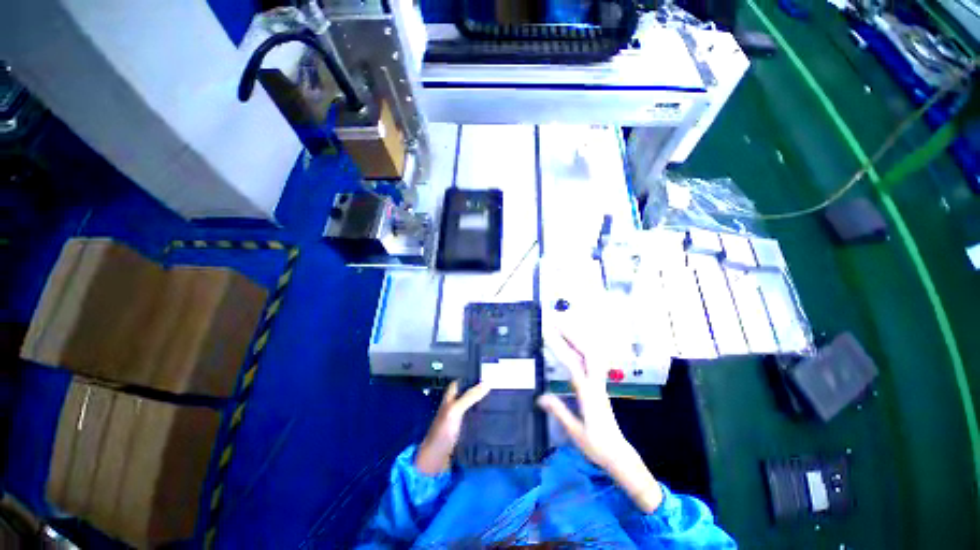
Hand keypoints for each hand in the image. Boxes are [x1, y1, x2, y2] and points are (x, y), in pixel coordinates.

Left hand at [415, 381, 490, 474]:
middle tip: (499, 387)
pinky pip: (476, 420)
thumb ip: (470, 397)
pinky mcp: (464, 432)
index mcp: (450, 397)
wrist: (435, 462)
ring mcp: (460, 419)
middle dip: (481, 390)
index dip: (473, 377)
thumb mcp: (455, 411)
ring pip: (474, 406)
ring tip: (501, 399)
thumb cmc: (443, 432)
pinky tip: (495, 417)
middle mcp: (455, 406)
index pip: (462, 381)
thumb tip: (488, 383)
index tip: (489, 373)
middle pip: (469, 393)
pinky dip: (484, 417)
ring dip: (484, 403)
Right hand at [538, 334, 663, 512]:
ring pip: (591, 353)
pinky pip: (591, 359)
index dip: (559, 347)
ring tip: (561, 326)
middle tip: (554, 321)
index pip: (572, 364)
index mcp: (589, 394)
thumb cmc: (597, 446)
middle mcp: (595, 383)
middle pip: (586, 351)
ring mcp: (599, 382)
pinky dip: (581, 346)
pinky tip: (573, 343)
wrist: (619, 454)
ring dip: (576, 337)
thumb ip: (559, 412)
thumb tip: (540, 397)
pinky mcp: (598, 384)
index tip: (547, 334)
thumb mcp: (575, 432)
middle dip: (570, 333)